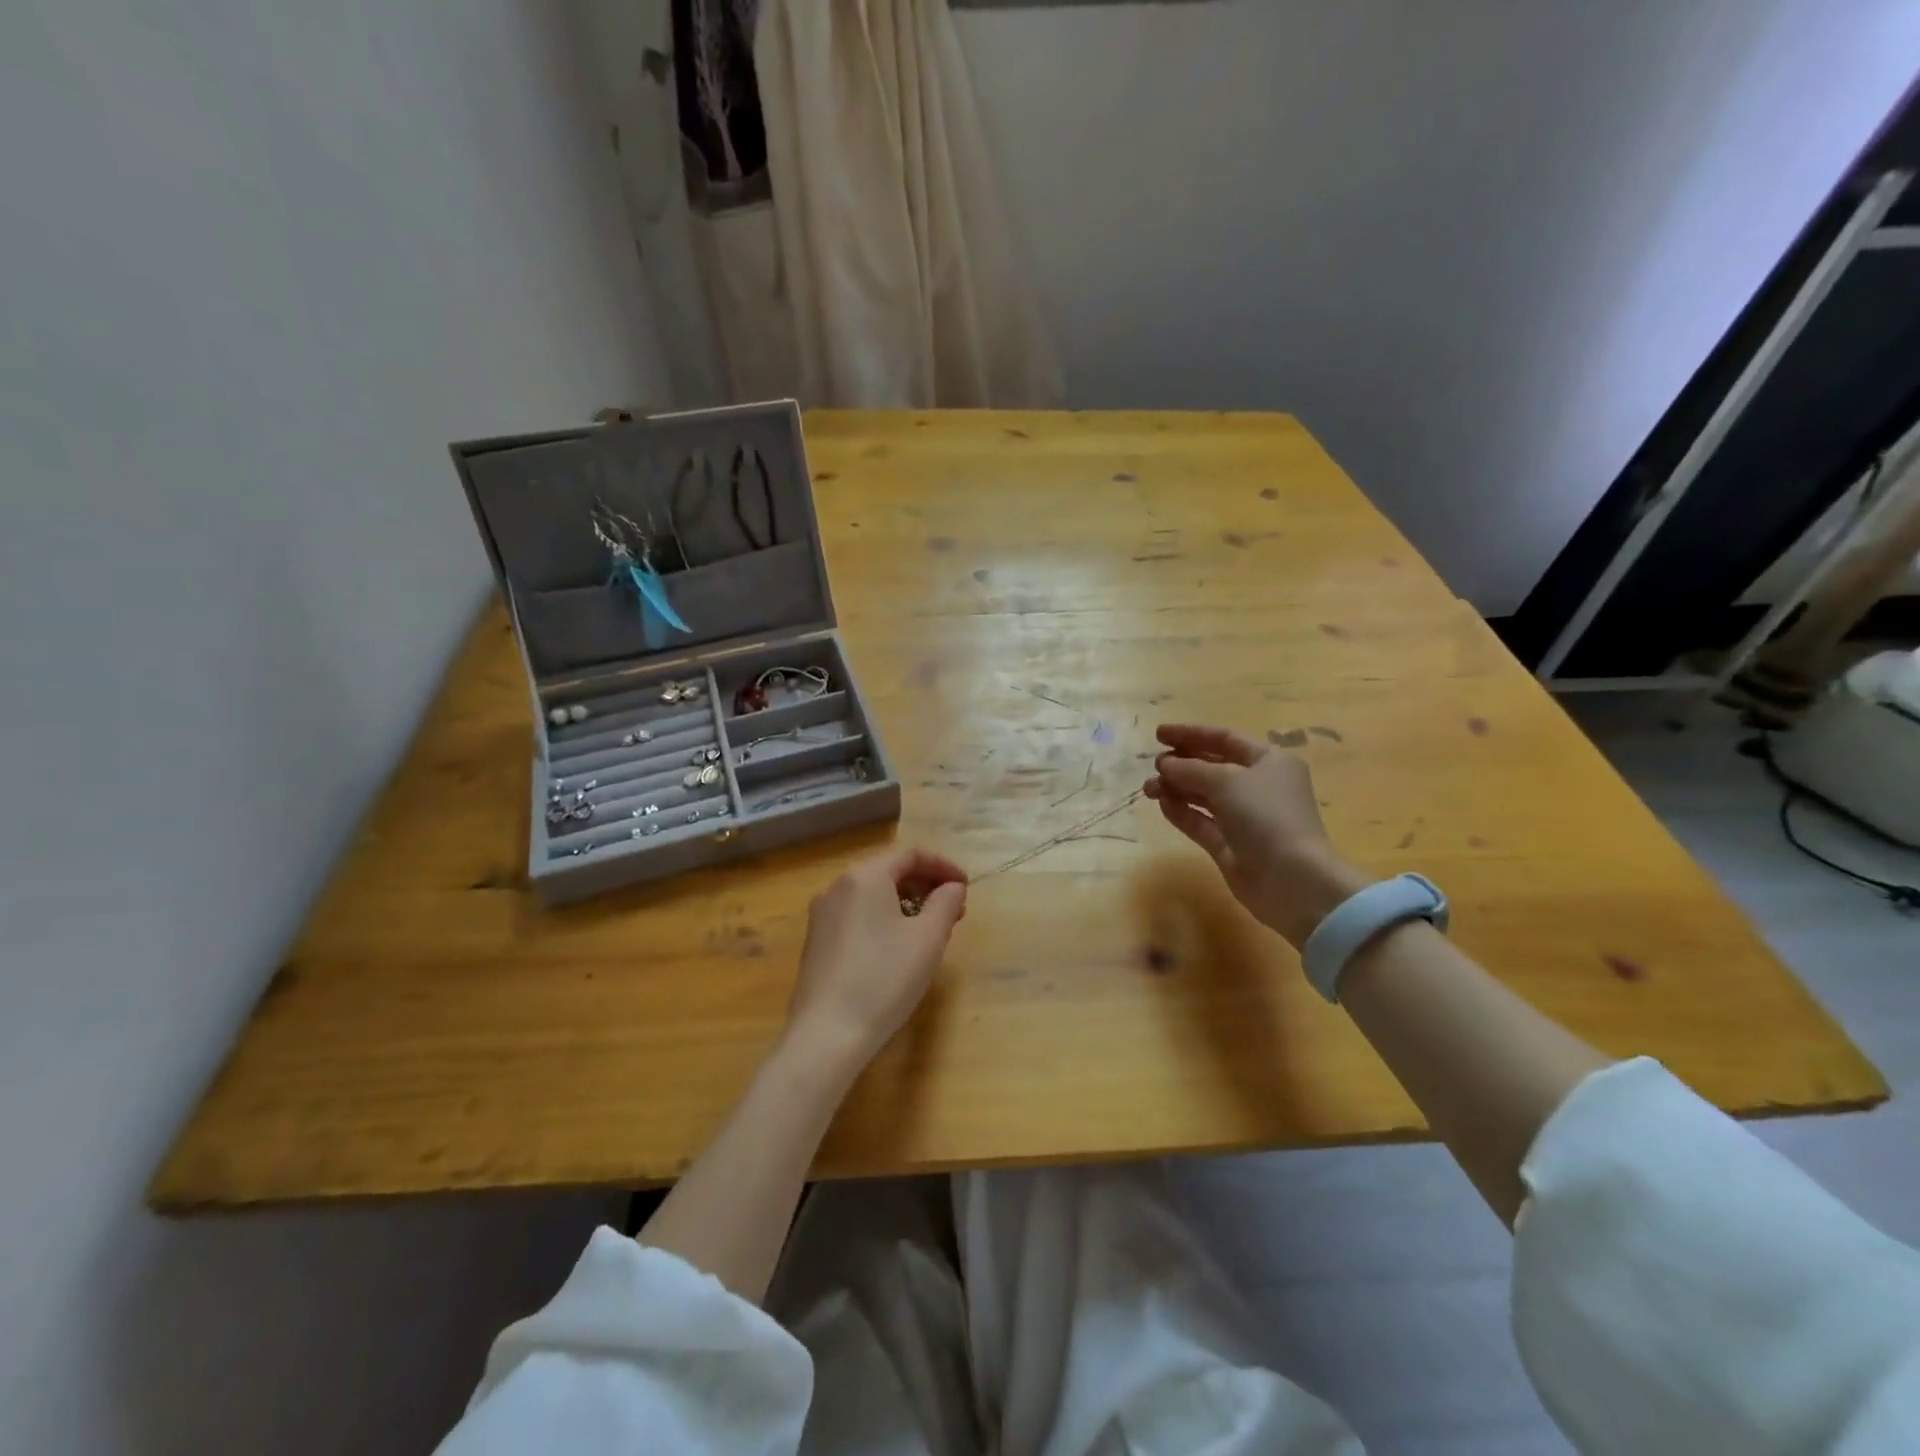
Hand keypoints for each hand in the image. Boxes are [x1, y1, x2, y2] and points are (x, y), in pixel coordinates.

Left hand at [783, 845, 967, 1070]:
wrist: (827, 1033)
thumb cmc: (885, 977)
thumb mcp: (928, 938)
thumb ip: (946, 903)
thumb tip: (952, 888)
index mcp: (864, 876)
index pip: (910, 854)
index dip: (942, 866)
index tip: (965, 887)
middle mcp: (838, 886)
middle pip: (888, 871)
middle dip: (925, 885)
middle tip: (953, 911)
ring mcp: (822, 914)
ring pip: (872, 894)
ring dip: (905, 903)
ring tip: (930, 930)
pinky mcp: (816, 941)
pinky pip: (857, 915)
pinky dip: (883, 918)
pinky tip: (898, 947)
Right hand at [1144, 723, 1367, 947]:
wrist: (1291, 879)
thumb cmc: (1265, 816)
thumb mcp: (1226, 781)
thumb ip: (1190, 768)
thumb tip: (1165, 764)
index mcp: (1269, 761)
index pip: (1225, 739)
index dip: (1191, 733)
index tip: (1158, 734)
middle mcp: (1258, 786)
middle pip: (1213, 766)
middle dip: (1181, 763)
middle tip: (1154, 765)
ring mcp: (1244, 817)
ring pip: (1203, 795)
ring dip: (1176, 788)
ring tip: (1148, 788)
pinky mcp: (1231, 845)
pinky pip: (1201, 821)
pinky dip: (1182, 812)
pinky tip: (1162, 805)